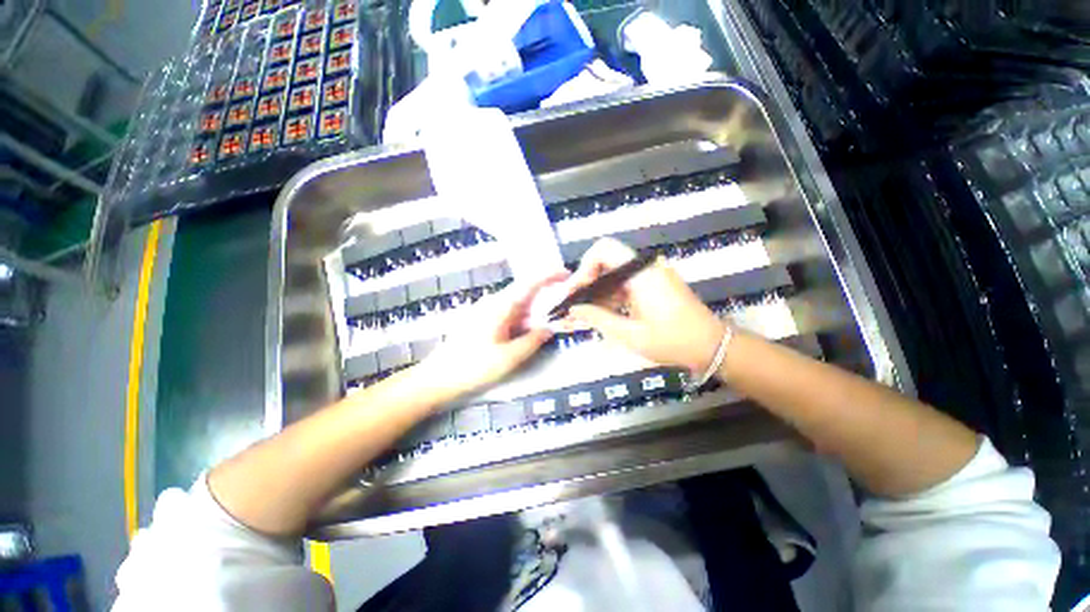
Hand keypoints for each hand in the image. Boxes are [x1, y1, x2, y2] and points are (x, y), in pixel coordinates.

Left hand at [420, 272, 568, 397]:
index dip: (549, 276)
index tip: (567, 274)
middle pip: (525, 293)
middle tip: (563, 311)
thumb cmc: (473, 367)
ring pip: (517, 306)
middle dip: (545, 299)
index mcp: (500, 306)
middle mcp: (493, 303)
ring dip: (534, 313)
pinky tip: (526, 334)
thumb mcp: (509, 357)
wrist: (438, 379)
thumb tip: (549, 329)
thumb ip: (533, 341)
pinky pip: (509, 315)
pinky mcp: (483, 321)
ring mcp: (486, 311)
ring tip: (547, 326)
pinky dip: (523, 321)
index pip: (529, 283)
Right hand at [566, 238, 726, 373]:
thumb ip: (598, 318)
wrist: (713, 347)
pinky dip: (611, 296)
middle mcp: (645, 268)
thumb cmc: (673, 341)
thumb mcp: (631, 334)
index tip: (576, 292)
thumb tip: (573, 309)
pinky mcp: (653, 285)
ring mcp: (651, 276)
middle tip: (576, 305)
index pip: (604, 250)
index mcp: (640, 274)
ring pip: (614, 274)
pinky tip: (604, 315)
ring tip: (586, 315)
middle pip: (606, 261)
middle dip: (587, 282)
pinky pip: (625, 283)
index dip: (584, 267)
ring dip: (598, 292)